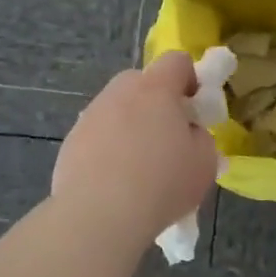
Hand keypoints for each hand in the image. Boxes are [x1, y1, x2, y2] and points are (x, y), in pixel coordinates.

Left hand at [52, 51, 220, 242]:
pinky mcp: (71, 141)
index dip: (190, 79)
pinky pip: (98, 134)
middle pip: (142, 82)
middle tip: (168, 137)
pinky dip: (108, 148)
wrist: (99, 216)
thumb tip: (187, 132)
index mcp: (155, 89)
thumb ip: (200, 137)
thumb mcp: (204, 162)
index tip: (195, 108)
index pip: (177, 61)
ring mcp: (91, 115)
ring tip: (138, 166)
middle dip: (156, 101)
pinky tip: (114, 181)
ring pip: (117, 108)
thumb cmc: (162, 184)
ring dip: (130, 124)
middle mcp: (119, 92)